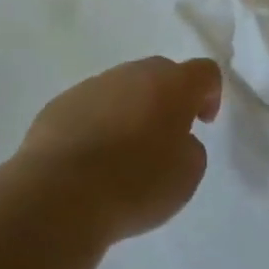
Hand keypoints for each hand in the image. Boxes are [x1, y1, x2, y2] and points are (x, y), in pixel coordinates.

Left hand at [15, 56, 223, 242]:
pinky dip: (97, 124)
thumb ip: (190, 147)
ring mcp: (91, 87)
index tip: (202, 123)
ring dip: (130, 110)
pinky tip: (91, 159)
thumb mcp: (187, 174)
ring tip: (123, 152)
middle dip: (168, 99)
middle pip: (160, 74)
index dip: (210, 94)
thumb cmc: (135, 184)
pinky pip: (89, 108)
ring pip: (121, 89)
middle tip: (166, 136)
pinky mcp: (58, 106)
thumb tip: (174, 140)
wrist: (58, 197)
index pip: (204, 71)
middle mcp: (132, 75)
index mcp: (171, 85)